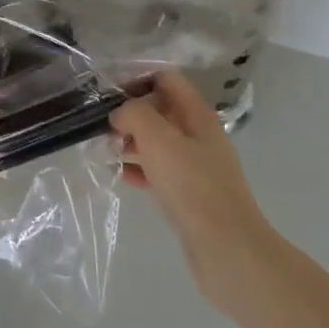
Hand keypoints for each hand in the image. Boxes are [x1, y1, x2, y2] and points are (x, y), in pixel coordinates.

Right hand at [111, 70, 275, 304]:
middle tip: (102, 126)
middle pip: (161, 110)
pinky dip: (139, 169)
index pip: (167, 80)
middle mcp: (199, 135)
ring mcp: (195, 166)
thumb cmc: (192, 186)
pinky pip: (159, 171)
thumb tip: (121, 113)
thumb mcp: (159, 140)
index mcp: (197, 115)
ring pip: (158, 142)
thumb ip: (135, 114)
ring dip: (131, 142)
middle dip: (130, 114)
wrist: (226, 248)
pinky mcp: (189, 194)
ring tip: (104, 150)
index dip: (137, 79)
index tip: (108, 93)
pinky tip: (120, 176)